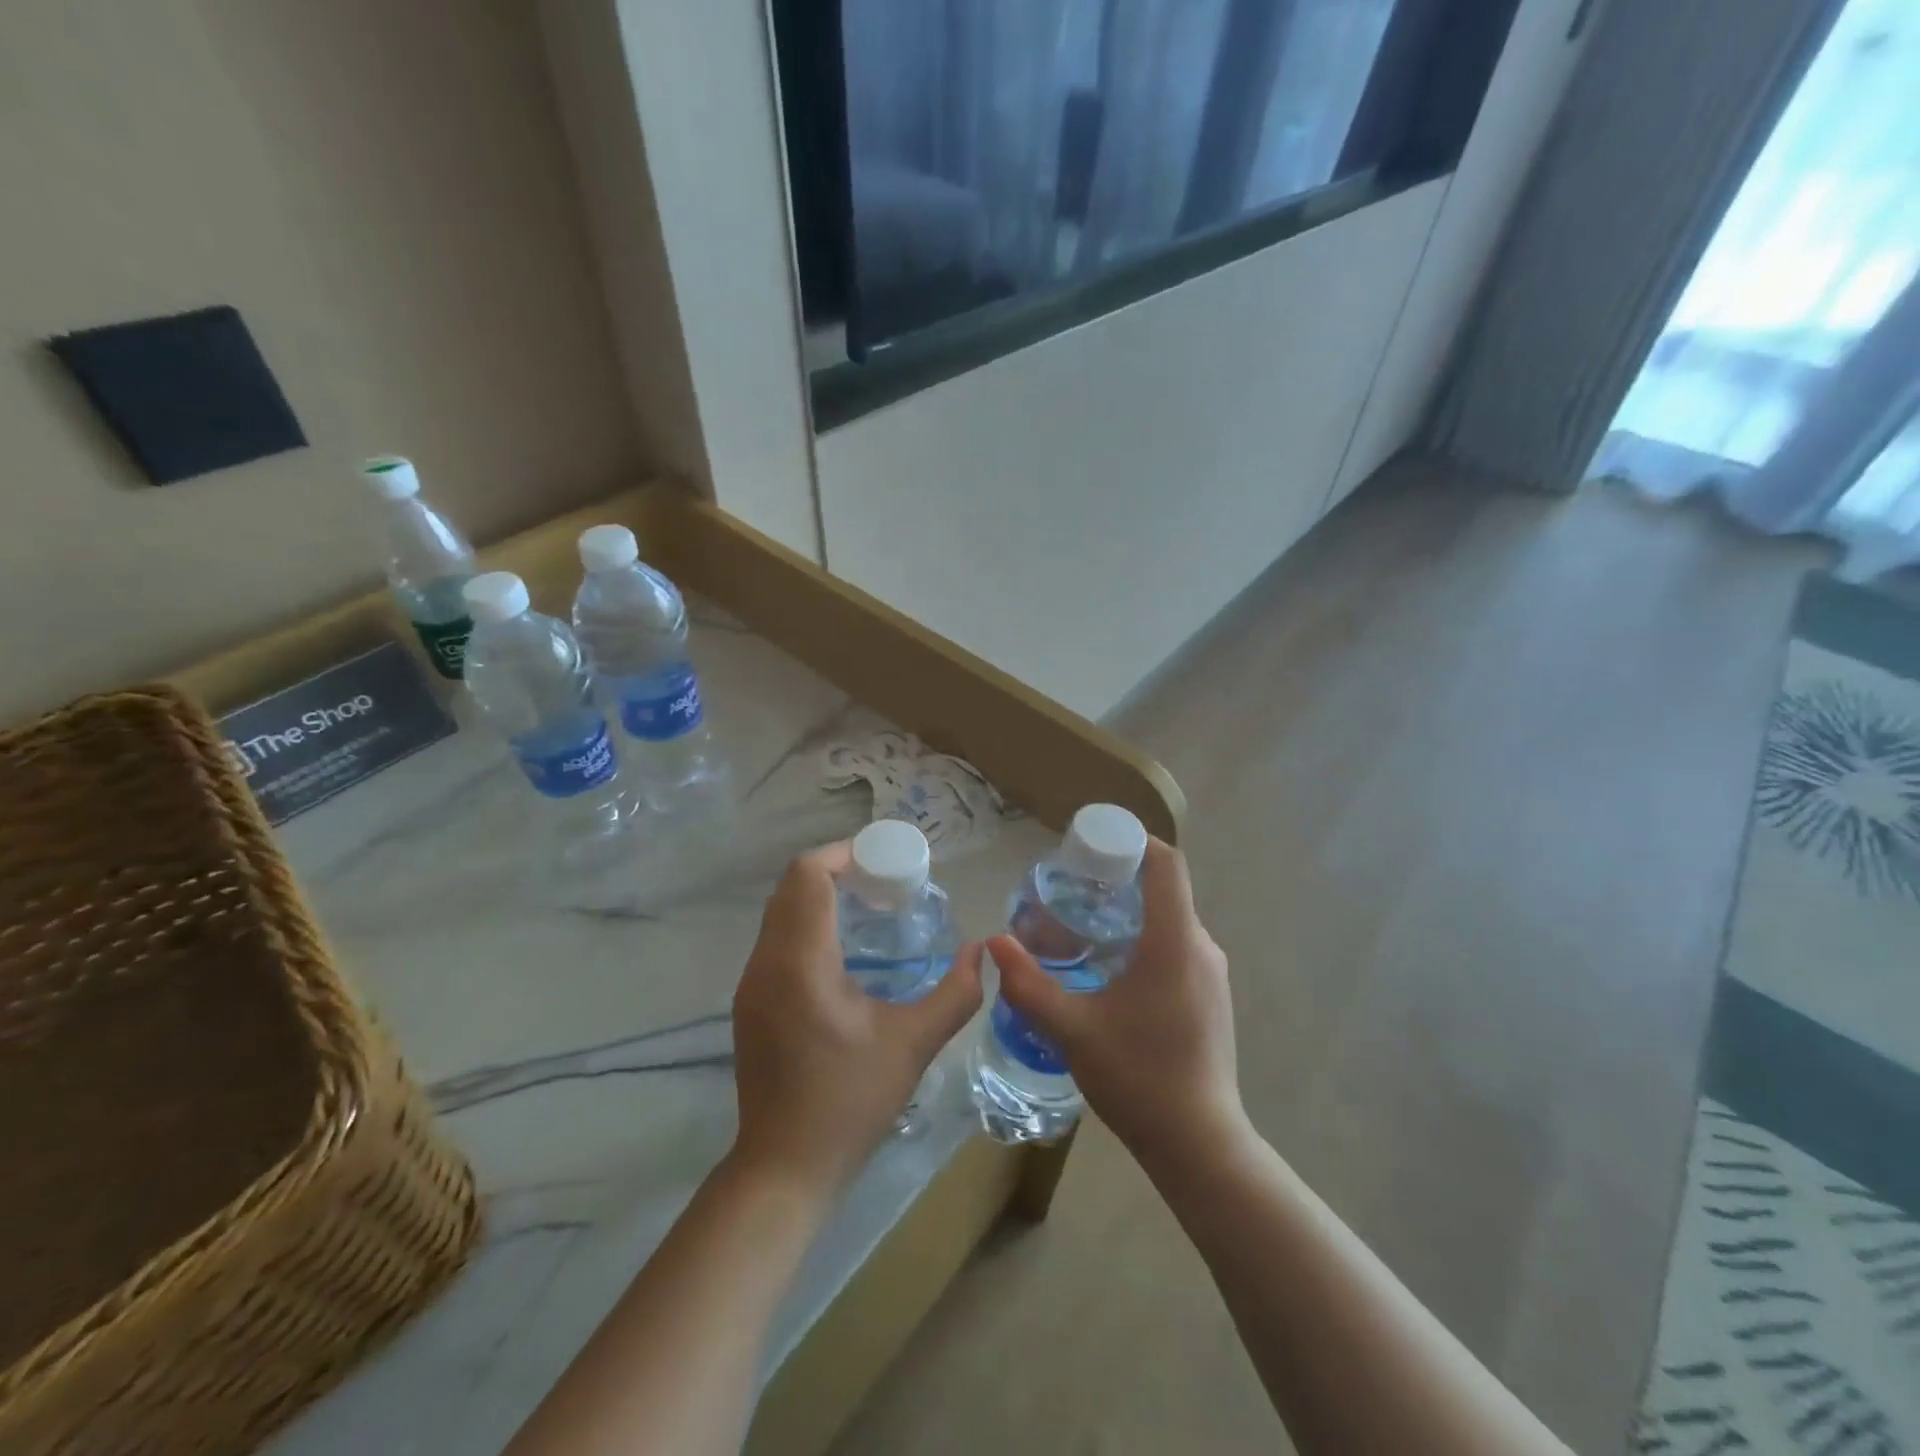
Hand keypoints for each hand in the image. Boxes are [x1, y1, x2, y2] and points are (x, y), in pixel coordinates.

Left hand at [730, 842, 984, 1192]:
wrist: (784, 1167)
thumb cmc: (850, 1101)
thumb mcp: (913, 1044)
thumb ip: (956, 993)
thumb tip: (983, 952)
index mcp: (800, 962)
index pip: (808, 876)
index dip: (844, 854)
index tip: (885, 860)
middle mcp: (766, 962)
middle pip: (792, 886)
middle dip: (837, 870)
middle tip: (885, 880)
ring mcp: (751, 983)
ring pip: (780, 911)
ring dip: (820, 896)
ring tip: (869, 907)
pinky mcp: (751, 1002)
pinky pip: (776, 938)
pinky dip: (807, 923)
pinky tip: (844, 949)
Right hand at [992, 838, 1242, 1167]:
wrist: (1200, 1146)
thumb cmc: (1139, 1079)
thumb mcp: (1072, 1031)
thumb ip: (1029, 984)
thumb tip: (993, 943)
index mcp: (1174, 941)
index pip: (1166, 862)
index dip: (1132, 841)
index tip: (1090, 846)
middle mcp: (1201, 946)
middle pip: (1164, 888)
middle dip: (1117, 880)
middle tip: (1068, 889)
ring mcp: (1212, 973)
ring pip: (1169, 920)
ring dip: (1129, 913)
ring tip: (1080, 928)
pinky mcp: (1211, 996)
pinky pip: (1177, 946)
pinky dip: (1144, 939)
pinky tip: (1109, 969)